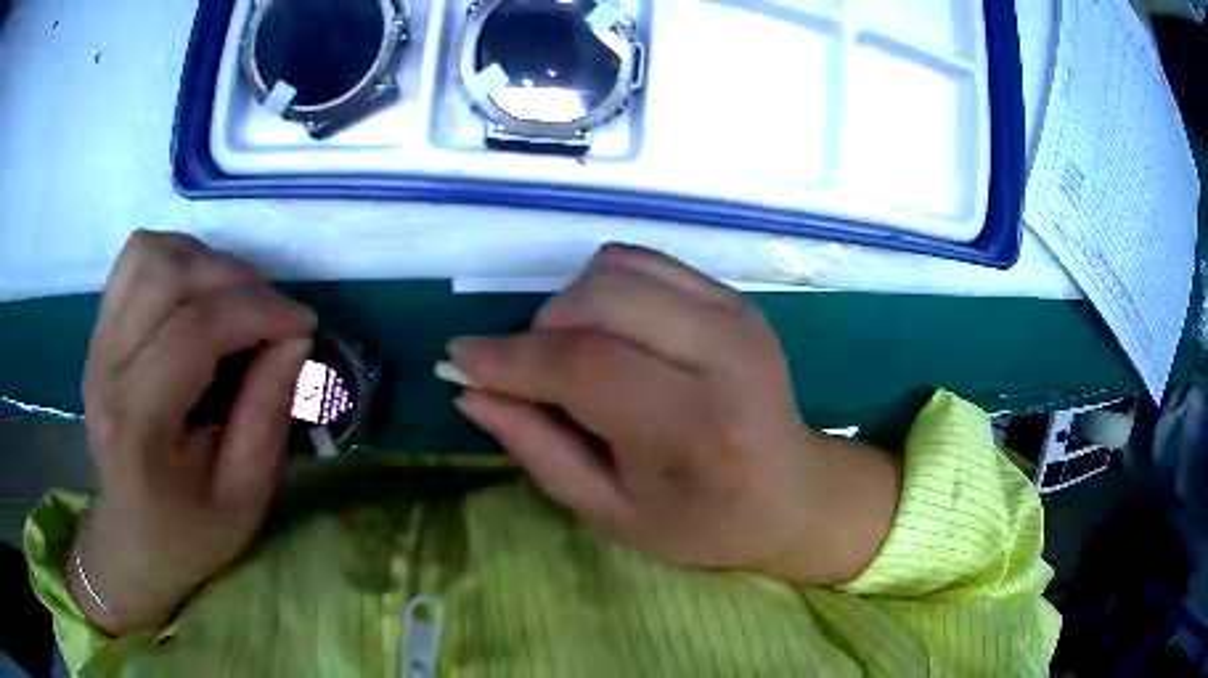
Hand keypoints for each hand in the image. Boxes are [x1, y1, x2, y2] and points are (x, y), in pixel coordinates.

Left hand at [73, 231, 315, 634]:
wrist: (134, 539)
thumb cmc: (192, 531)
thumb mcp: (245, 495)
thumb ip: (267, 413)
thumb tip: (295, 338)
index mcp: (138, 427)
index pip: (193, 331)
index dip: (256, 311)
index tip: (303, 323)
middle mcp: (106, 370)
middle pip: (168, 277)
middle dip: (236, 279)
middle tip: (273, 314)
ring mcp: (97, 344)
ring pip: (149, 254)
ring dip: (204, 262)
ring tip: (236, 300)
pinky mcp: (99, 331)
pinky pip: (136, 260)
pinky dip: (177, 258)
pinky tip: (200, 292)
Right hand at [449, 245, 900, 584]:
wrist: (789, 492)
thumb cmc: (700, 520)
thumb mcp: (609, 511)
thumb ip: (536, 447)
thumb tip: (471, 389)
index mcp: (694, 427)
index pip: (585, 365)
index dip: (511, 358)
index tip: (460, 358)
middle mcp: (723, 355)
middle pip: (597, 301)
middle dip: (540, 332)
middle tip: (532, 376)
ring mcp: (734, 314)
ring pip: (615, 270)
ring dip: (570, 306)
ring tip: (575, 357)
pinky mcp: (733, 296)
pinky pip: (642, 262)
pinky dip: (605, 288)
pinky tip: (612, 332)